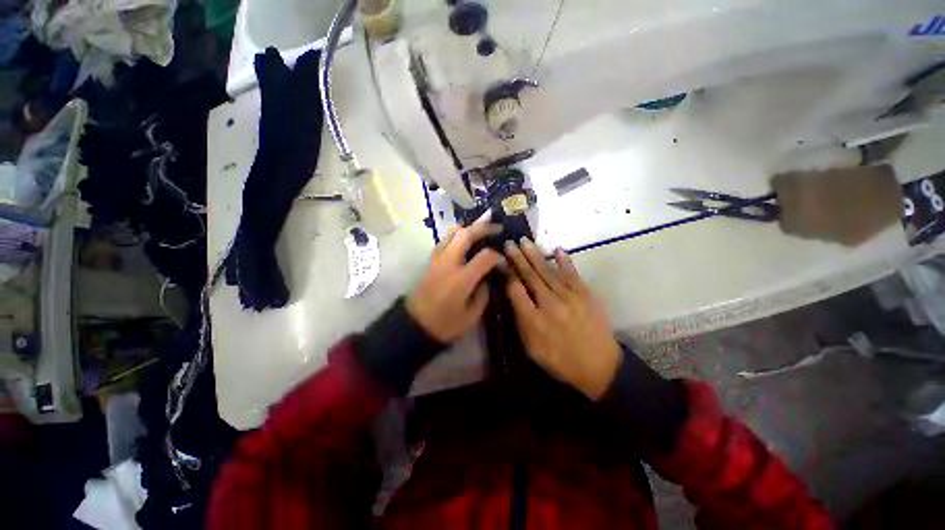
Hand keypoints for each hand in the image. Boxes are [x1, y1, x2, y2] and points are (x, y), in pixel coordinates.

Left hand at [407, 215, 502, 343]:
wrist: (414, 326)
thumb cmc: (444, 325)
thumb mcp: (471, 316)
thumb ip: (483, 295)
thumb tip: (486, 279)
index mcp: (461, 278)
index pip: (485, 256)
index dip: (498, 257)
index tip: (503, 264)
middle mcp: (448, 263)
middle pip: (466, 234)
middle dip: (483, 228)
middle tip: (497, 227)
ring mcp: (436, 260)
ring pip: (451, 233)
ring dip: (468, 228)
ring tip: (480, 227)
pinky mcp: (429, 261)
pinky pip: (443, 241)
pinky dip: (455, 236)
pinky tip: (462, 240)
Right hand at [505, 239, 622, 399]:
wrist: (599, 366)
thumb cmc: (560, 360)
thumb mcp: (532, 348)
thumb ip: (521, 321)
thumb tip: (512, 296)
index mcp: (535, 320)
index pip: (516, 290)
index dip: (507, 274)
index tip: (501, 261)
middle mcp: (551, 304)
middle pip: (531, 276)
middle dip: (518, 258)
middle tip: (509, 243)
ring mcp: (570, 297)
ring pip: (548, 271)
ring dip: (535, 255)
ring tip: (525, 241)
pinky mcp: (586, 295)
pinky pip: (572, 274)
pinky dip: (565, 261)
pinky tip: (557, 249)